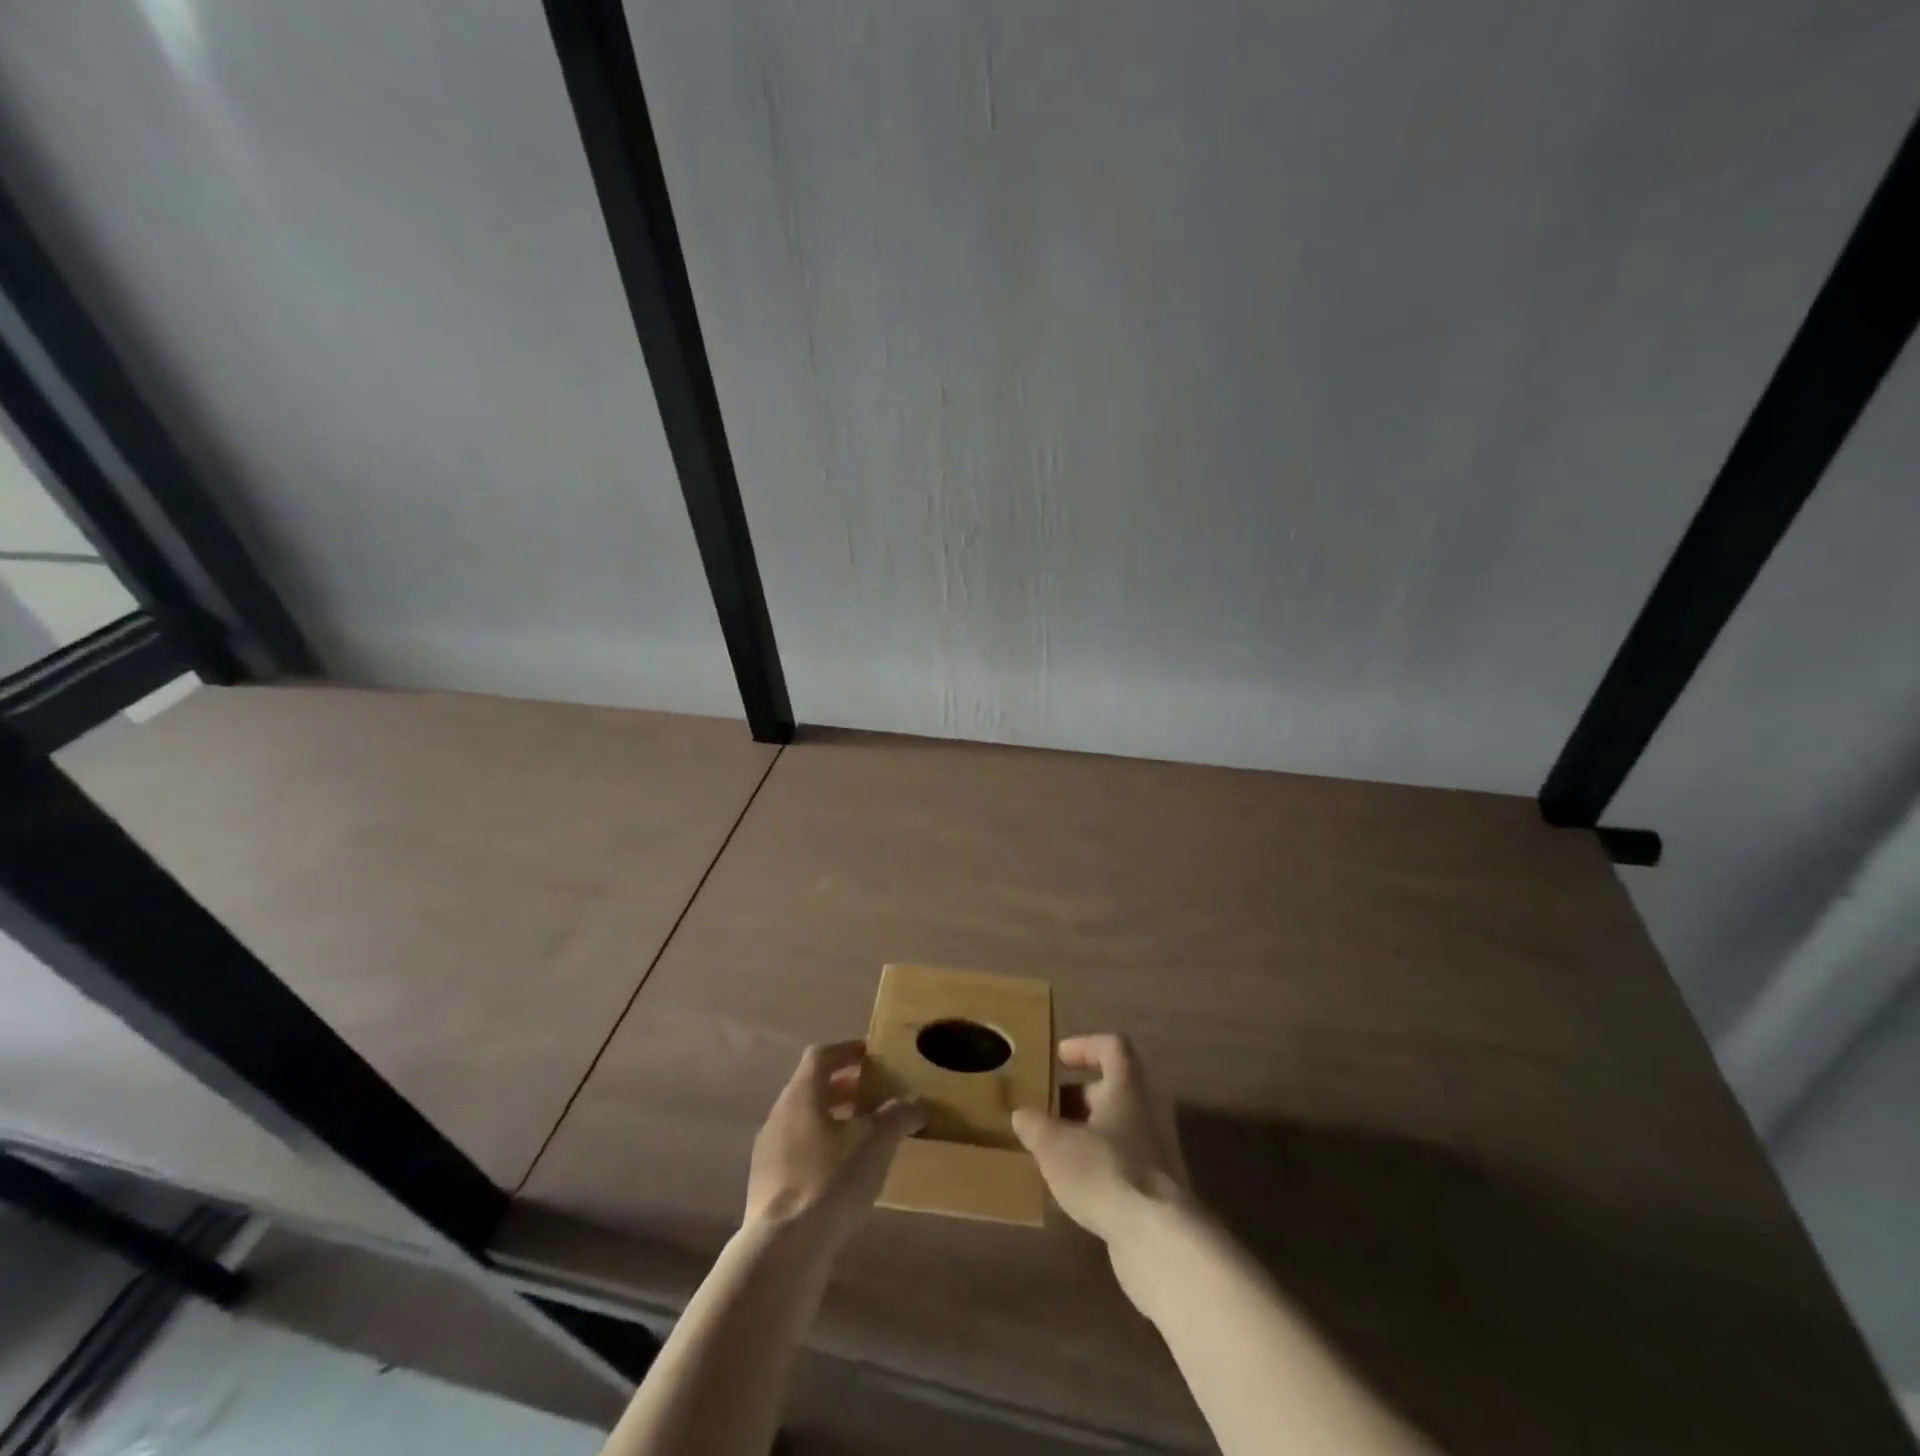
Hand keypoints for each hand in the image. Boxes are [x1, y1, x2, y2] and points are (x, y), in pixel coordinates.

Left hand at [744, 1040, 923, 1248]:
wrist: (783, 1249)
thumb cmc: (831, 1180)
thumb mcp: (876, 1143)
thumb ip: (898, 1116)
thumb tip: (918, 1102)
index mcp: (803, 1093)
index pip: (822, 1054)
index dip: (847, 1050)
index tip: (871, 1056)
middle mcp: (780, 1113)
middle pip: (812, 1087)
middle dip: (844, 1088)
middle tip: (874, 1096)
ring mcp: (768, 1151)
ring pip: (803, 1121)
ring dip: (832, 1120)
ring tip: (863, 1137)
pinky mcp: (766, 1185)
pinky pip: (796, 1152)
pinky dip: (820, 1150)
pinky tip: (842, 1175)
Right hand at [1011, 1033, 1190, 1246]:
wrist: (1157, 1239)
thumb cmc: (1104, 1172)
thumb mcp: (1054, 1144)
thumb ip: (1034, 1124)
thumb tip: (1023, 1114)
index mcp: (1126, 1088)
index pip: (1113, 1046)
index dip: (1084, 1045)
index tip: (1057, 1058)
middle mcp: (1144, 1113)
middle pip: (1110, 1090)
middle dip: (1074, 1098)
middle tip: (1042, 1110)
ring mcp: (1153, 1153)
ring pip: (1112, 1130)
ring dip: (1081, 1135)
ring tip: (1047, 1152)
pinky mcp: (1152, 1191)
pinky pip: (1118, 1165)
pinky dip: (1093, 1169)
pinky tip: (1066, 1191)